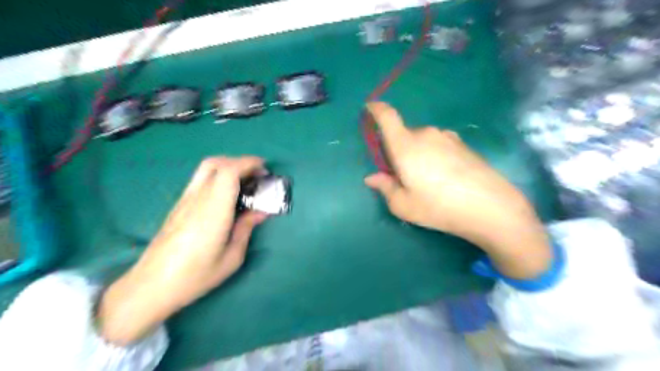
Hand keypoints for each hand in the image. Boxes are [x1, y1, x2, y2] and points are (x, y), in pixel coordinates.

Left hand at [98, 156, 264, 344]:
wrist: (151, 285)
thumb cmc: (195, 275)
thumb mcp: (231, 257)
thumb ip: (246, 229)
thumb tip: (261, 211)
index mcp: (213, 211)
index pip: (228, 172)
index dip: (247, 163)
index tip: (264, 169)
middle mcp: (197, 199)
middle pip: (215, 163)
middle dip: (239, 162)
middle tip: (256, 174)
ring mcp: (185, 200)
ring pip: (205, 169)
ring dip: (228, 167)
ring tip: (244, 182)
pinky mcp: (179, 205)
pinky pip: (200, 180)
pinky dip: (218, 177)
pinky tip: (227, 194)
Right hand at [363, 101, 551, 277]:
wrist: (490, 207)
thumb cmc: (438, 207)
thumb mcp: (403, 205)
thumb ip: (385, 187)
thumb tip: (372, 178)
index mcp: (405, 146)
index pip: (387, 117)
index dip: (377, 109)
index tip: (370, 108)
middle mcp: (425, 134)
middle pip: (404, 134)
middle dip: (398, 149)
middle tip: (403, 174)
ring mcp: (447, 137)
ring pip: (422, 140)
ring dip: (417, 153)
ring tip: (427, 179)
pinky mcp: (463, 144)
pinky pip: (439, 144)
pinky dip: (434, 155)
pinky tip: (445, 177)